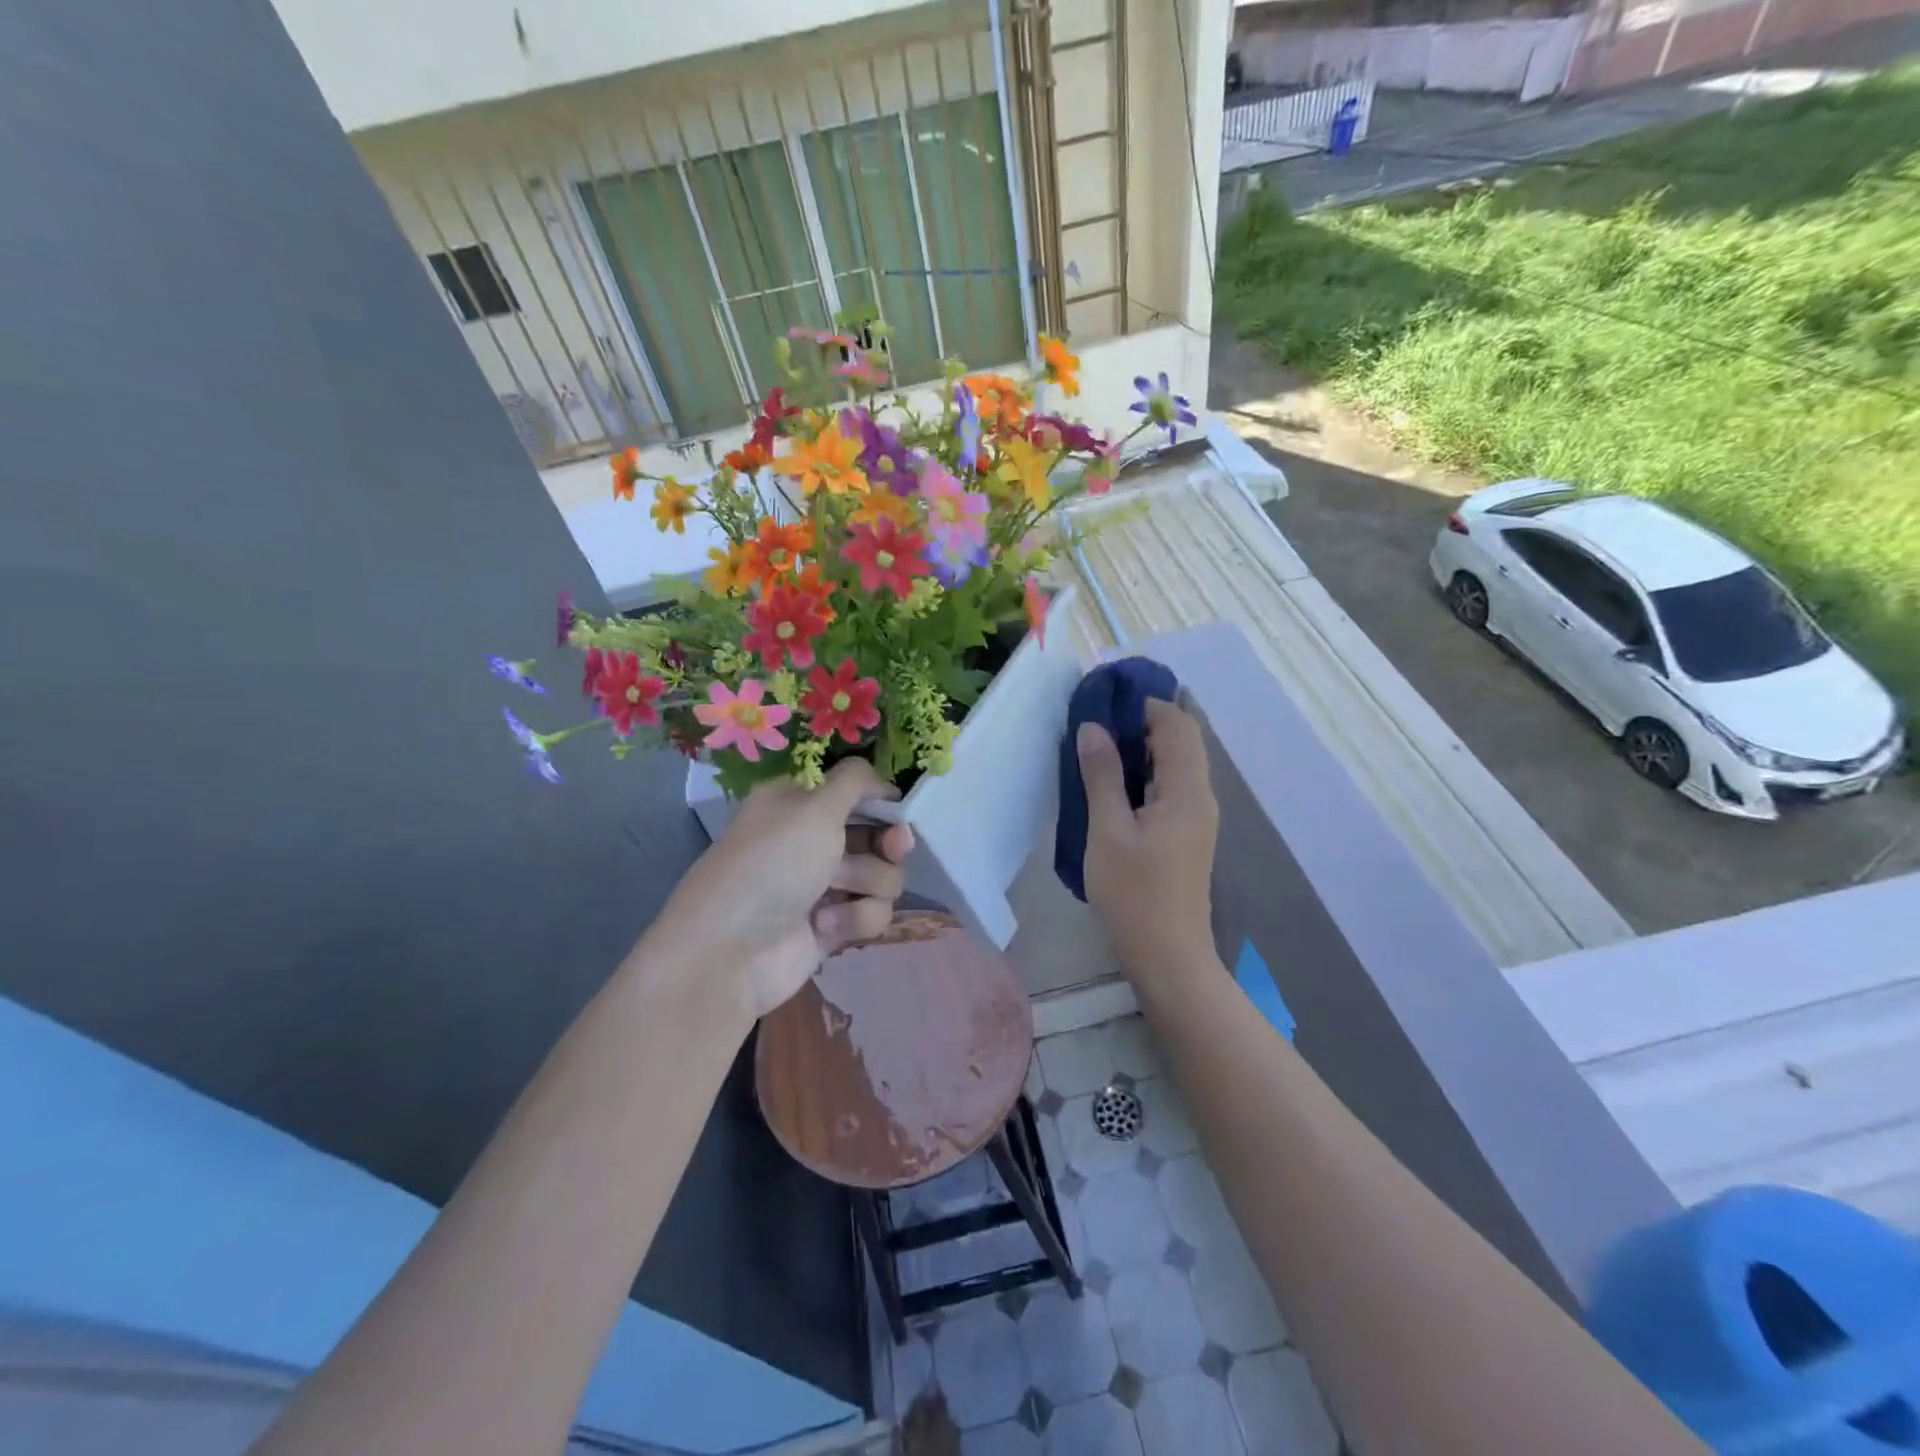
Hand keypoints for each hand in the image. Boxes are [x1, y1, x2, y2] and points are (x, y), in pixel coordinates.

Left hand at [651, 759, 914, 1018]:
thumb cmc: (772, 865)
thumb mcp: (814, 808)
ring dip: (868, 884)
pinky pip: (872, 914)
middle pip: (878, 836)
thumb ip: (855, 781)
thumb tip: (882, 779)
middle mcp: (812, 840)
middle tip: (894, 850)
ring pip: (882, 877)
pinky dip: (855, 918)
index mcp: (799, 804)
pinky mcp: (832, 926)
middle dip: (887, 845)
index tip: (897, 810)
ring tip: (835, 894)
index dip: (881, 801)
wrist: (731, 952)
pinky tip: (825, 925)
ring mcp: (823, 885)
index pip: (855, 792)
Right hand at [1078, 699, 1219, 980]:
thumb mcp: (1107, 831)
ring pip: (1175, 763)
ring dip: (1142, 747)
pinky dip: (1145, 772)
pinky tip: (1112, 784)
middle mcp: (1200, 796)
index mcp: (1187, 790)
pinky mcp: (1186, 835)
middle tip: (1095, 720)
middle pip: (1181, 740)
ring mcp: (1196, 817)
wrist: (1168, 957)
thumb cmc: (1134, 894)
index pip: (1177, 724)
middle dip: (1142, 722)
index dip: (1144, 704)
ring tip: (1097, 746)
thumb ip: (1102, 775)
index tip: (1103, 699)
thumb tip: (1093, 727)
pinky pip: (1170, 786)